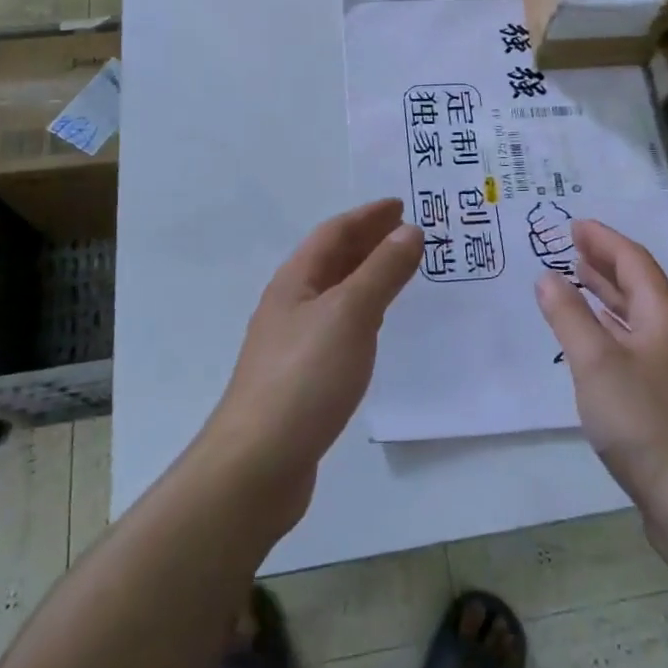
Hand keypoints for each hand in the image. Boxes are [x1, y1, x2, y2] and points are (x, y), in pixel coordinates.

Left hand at [201, 199, 421, 531]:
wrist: (258, 463)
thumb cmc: (305, 377)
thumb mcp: (350, 314)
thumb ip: (382, 272)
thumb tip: (410, 231)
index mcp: (295, 282)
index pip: (333, 234)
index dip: (367, 216)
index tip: (401, 205)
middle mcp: (290, 305)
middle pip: (332, 261)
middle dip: (368, 241)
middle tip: (408, 232)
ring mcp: (292, 343)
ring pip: (335, 294)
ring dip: (366, 275)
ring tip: (399, 271)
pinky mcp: (301, 377)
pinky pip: (338, 326)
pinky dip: (362, 312)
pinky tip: (375, 326)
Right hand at [535, 219, 667, 516]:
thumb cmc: (640, 419)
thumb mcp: (594, 361)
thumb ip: (568, 315)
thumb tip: (547, 277)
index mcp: (665, 316)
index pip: (634, 261)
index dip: (604, 240)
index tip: (575, 225)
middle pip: (640, 284)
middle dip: (606, 261)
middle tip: (573, 245)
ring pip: (638, 314)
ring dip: (608, 293)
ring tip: (579, 278)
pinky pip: (636, 339)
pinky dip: (612, 325)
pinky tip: (596, 334)